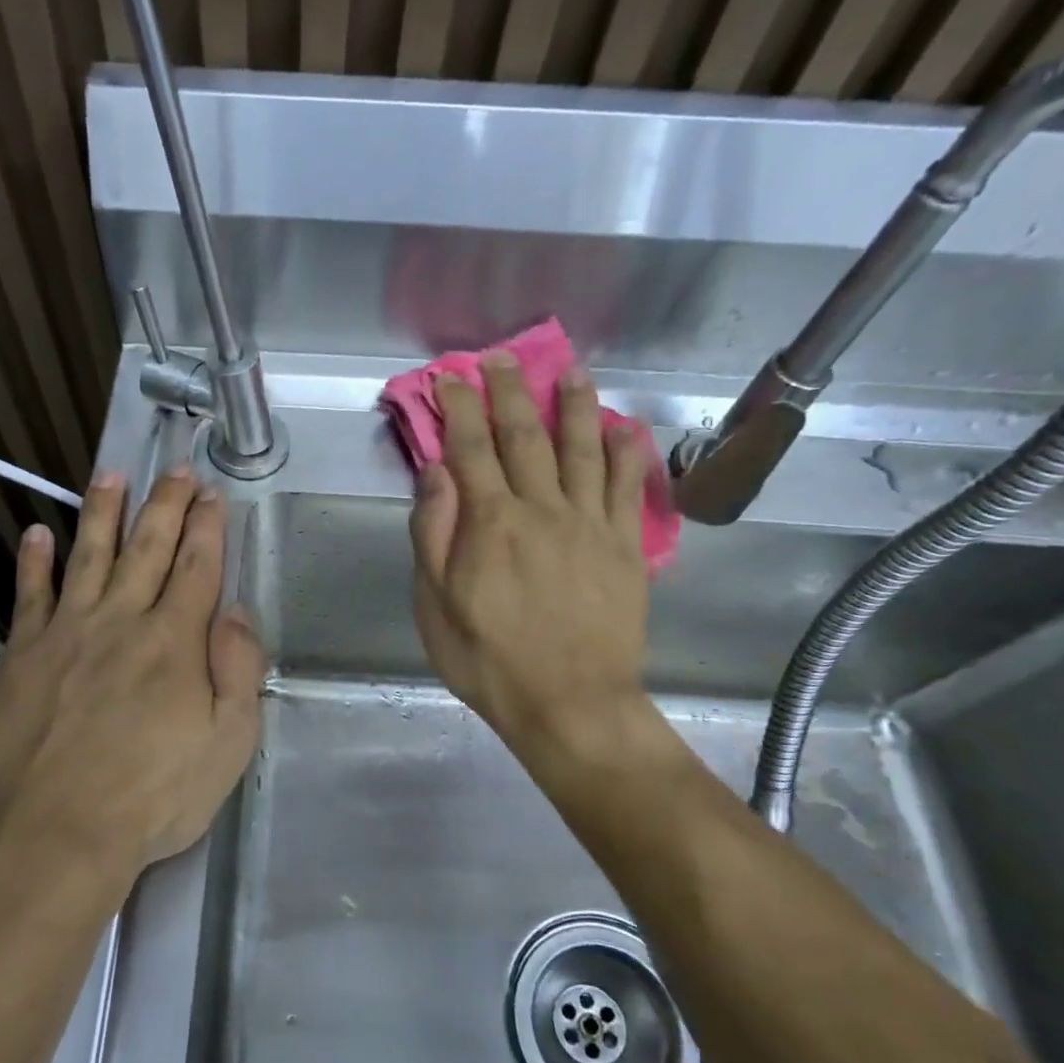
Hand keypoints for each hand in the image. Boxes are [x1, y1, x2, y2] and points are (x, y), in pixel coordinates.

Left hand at [0, 470, 265, 889]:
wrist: (57, 835)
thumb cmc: (154, 797)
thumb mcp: (229, 744)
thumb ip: (238, 669)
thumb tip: (236, 611)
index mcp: (175, 641)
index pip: (197, 567)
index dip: (207, 527)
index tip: (212, 493)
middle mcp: (121, 621)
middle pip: (147, 548)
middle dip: (166, 504)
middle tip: (175, 469)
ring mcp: (66, 633)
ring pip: (88, 556)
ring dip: (102, 513)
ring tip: (111, 475)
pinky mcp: (21, 656)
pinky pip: (29, 596)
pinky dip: (34, 562)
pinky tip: (37, 533)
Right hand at [409, 353, 663, 781]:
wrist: (569, 703)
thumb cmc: (488, 659)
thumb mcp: (435, 605)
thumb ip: (435, 533)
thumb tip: (436, 472)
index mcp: (490, 522)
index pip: (470, 448)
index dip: (460, 408)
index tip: (451, 378)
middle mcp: (542, 509)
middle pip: (525, 437)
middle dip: (509, 392)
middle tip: (500, 359)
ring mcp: (590, 524)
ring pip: (582, 449)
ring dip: (572, 406)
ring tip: (569, 371)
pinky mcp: (625, 546)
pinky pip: (628, 488)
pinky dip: (627, 453)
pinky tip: (624, 428)